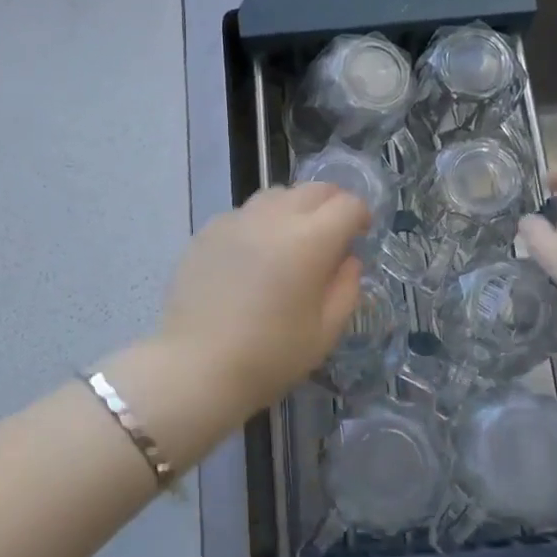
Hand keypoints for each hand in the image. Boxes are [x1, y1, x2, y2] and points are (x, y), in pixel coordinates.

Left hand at [158, 183, 368, 413]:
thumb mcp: (325, 332)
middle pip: (314, 189)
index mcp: (310, 240)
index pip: (348, 205)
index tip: (360, 236)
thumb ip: (346, 288)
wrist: (195, 367)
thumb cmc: (269, 356)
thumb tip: (348, 260)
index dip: (361, 216)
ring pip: (277, 195)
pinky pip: (245, 213)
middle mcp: (274, 217)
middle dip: (331, 204)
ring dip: (294, 208)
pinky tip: (253, 255)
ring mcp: (237, 219)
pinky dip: (260, 223)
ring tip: (291, 241)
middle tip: (332, 234)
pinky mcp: (208, 230)